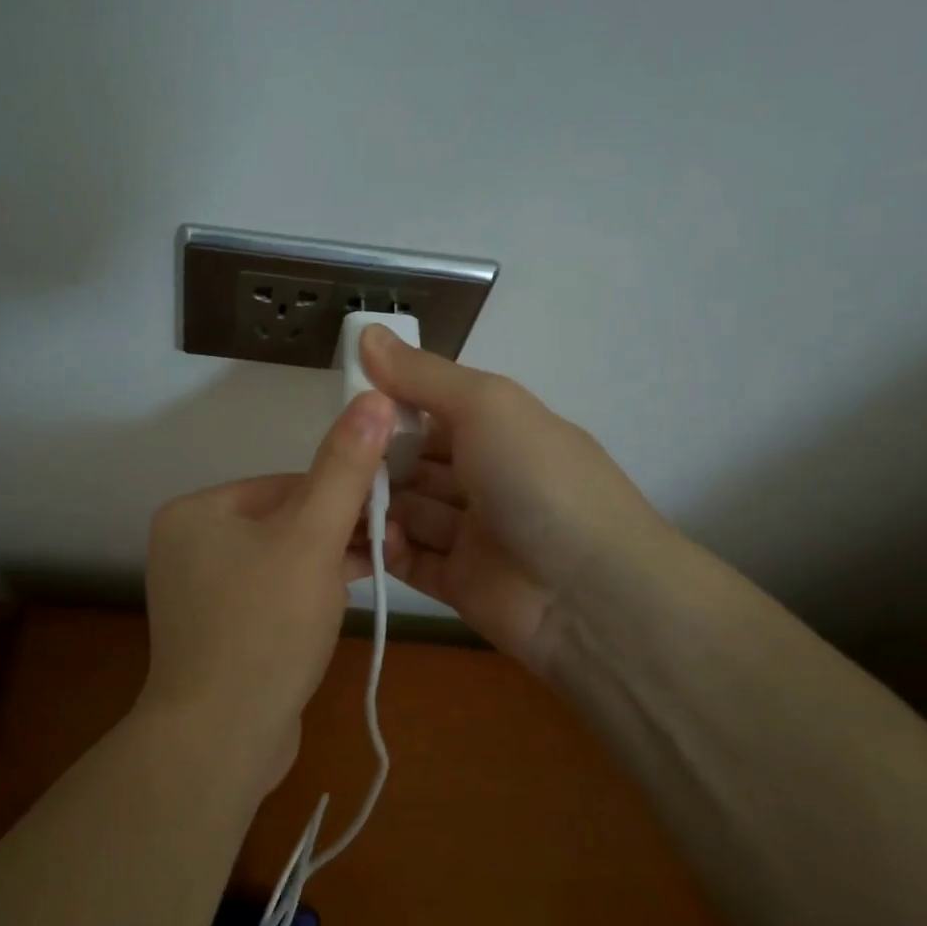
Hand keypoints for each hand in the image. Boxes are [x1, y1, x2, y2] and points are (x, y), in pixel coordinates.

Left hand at [142, 391, 394, 790]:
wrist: (222, 742)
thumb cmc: (265, 626)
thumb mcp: (311, 538)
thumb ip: (344, 469)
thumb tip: (373, 397)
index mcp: (195, 512)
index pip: (285, 484)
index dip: (340, 496)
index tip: (385, 513)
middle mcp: (189, 545)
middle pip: (284, 521)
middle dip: (337, 532)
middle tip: (388, 543)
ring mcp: (200, 592)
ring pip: (282, 559)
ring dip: (329, 562)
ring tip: (379, 567)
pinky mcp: (219, 630)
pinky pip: (271, 594)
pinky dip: (307, 593)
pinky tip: (345, 600)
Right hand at [361, 326, 679, 671]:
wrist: (591, 594)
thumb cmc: (537, 480)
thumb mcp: (485, 405)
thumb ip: (422, 374)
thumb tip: (366, 331)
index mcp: (499, 431)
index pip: (432, 411)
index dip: (391, 407)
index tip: (347, 407)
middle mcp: (486, 478)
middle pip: (415, 463)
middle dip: (376, 460)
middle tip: (335, 460)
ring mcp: (473, 534)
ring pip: (408, 511)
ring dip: (376, 504)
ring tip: (339, 501)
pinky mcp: (458, 583)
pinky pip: (410, 560)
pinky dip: (388, 548)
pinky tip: (366, 538)